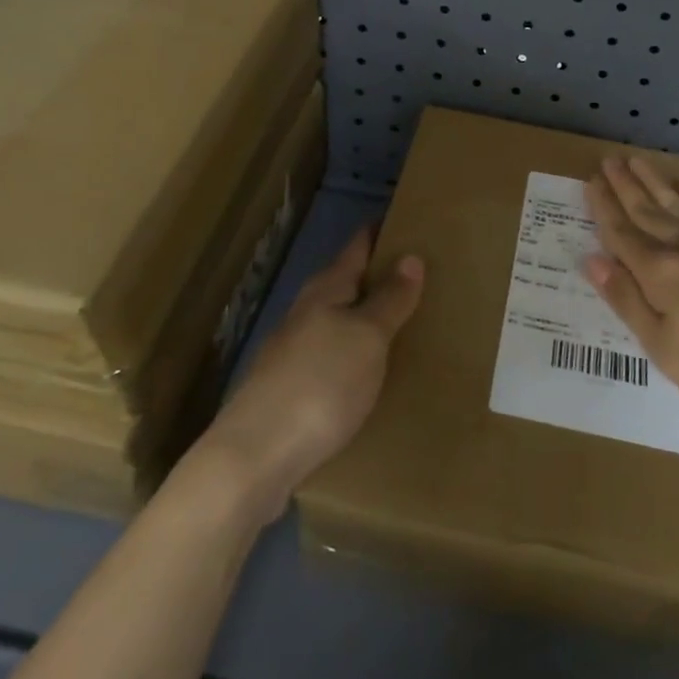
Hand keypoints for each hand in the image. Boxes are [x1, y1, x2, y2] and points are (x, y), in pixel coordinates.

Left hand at [197, 225, 422, 523]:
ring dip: (368, 317)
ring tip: (407, 322)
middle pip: (346, 283)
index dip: (381, 231)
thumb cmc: (320, 385)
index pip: (357, 246)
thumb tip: (410, 256)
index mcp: (325, 291)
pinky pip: (333, 358)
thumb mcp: (366, 337)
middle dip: (379, 276)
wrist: (254, 458)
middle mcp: (306, 313)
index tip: (410, 220)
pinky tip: (373, 372)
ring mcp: (293, 353)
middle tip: (424, 274)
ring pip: (338, 322)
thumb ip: (389, 299)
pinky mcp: (290, 391)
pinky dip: (356, 354)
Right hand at [584, 156, 678, 444]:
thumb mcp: (666, 349)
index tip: (590, 182)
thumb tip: (592, 259)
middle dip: (625, 187)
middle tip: (607, 160)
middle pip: (648, 212)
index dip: (604, 209)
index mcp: (661, 274)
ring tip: (637, 161)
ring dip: (655, 182)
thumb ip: (627, 301)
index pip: (622, 234)